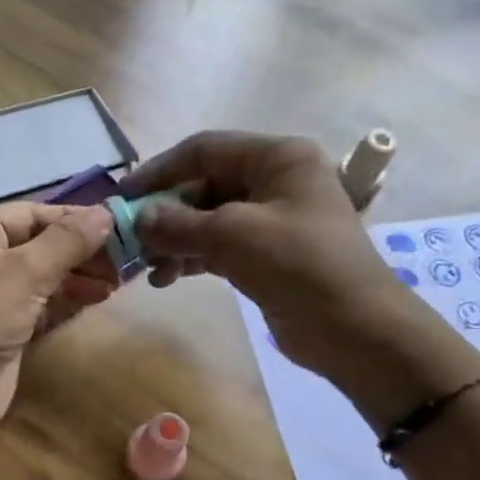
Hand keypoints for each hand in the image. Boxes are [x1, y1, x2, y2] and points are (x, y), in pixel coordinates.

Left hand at [0, 202, 115, 435]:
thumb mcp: (26, 271)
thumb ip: (69, 240)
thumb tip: (107, 213)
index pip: (31, 213)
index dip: (75, 219)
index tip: (120, 226)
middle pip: (38, 242)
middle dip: (80, 250)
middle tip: (125, 259)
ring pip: (41, 273)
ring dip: (78, 275)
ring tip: (117, 281)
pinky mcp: (2, 324)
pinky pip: (39, 301)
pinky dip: (66, 298)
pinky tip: (98, 298)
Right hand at [124, 132, 398, 379]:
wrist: (355, 329)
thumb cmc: (300, 265)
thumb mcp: (234, 236)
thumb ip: (179, 224)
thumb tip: (137, 218)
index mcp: (278, 158)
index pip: (205, 150)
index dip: (160, 170)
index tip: (123, 197)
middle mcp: (275, 181)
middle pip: (205, 186)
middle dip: (167, 214)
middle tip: (131, 241)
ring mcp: (272, 221)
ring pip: (208, 220)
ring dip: (175, 241)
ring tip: (147, 268)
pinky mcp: (267, 256)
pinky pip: (219, 247)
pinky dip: (192, 259)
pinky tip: (167, 278)